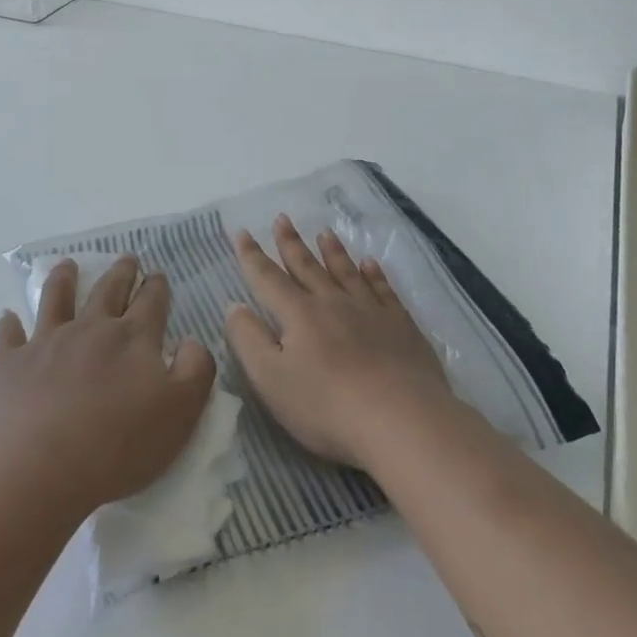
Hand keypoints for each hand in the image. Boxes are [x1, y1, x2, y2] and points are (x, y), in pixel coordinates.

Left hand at [0, 255, 216, 517]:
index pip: (151, 301)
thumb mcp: (181, 412)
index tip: (158, 275)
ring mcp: (47, 342)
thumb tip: (191, 340)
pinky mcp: (10, 364)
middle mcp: (91, 329)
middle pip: (108, 290)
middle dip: (121, 272)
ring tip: (67, 265)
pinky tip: (8, 317)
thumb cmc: (118, 445)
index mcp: (133, 338)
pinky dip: (9, 324)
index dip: (157, 286)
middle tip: (126, 258)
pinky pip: (9, 336)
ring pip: (57, 299)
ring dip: (64, 279)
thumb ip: (196, 369)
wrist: (39, 470)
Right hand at [224, 215, 452, 467]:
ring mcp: (370, 311)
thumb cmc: (327, 405)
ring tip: (325, 232)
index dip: (252, 256)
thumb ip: (249, 339)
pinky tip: (371, 264)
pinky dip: (375, 274)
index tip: (242, 232)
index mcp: (299, 314)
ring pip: (346, 272)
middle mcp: (333, 302)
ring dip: (333, 252)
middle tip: (282, 218)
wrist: (401, 419)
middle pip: (307, 267)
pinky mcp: (401, 326)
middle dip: (291, 243)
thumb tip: (234, 306)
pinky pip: (383, 290)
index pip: (268, 278)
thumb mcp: (271, 379)